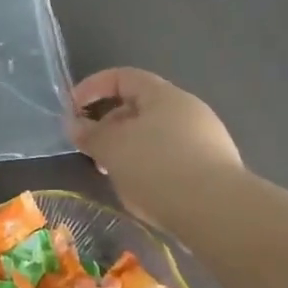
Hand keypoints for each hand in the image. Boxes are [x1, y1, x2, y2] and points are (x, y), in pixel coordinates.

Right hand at [68, 67, 242, 228]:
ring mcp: (204, 139)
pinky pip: (170, 157)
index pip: (123, 77)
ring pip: (153, 135)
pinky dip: (148, 166)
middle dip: (108, 124)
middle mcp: (188, 109)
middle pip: (139, 107)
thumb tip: (75, 125)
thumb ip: (90, 134)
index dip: (92, 88)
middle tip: (90, 149)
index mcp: (164, 95)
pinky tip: (141, 190)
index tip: (71, 111)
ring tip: (113, 174)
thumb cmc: (157, 167)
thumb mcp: (112, 149)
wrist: (216, 210)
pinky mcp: (211, 167)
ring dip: (127, 149)